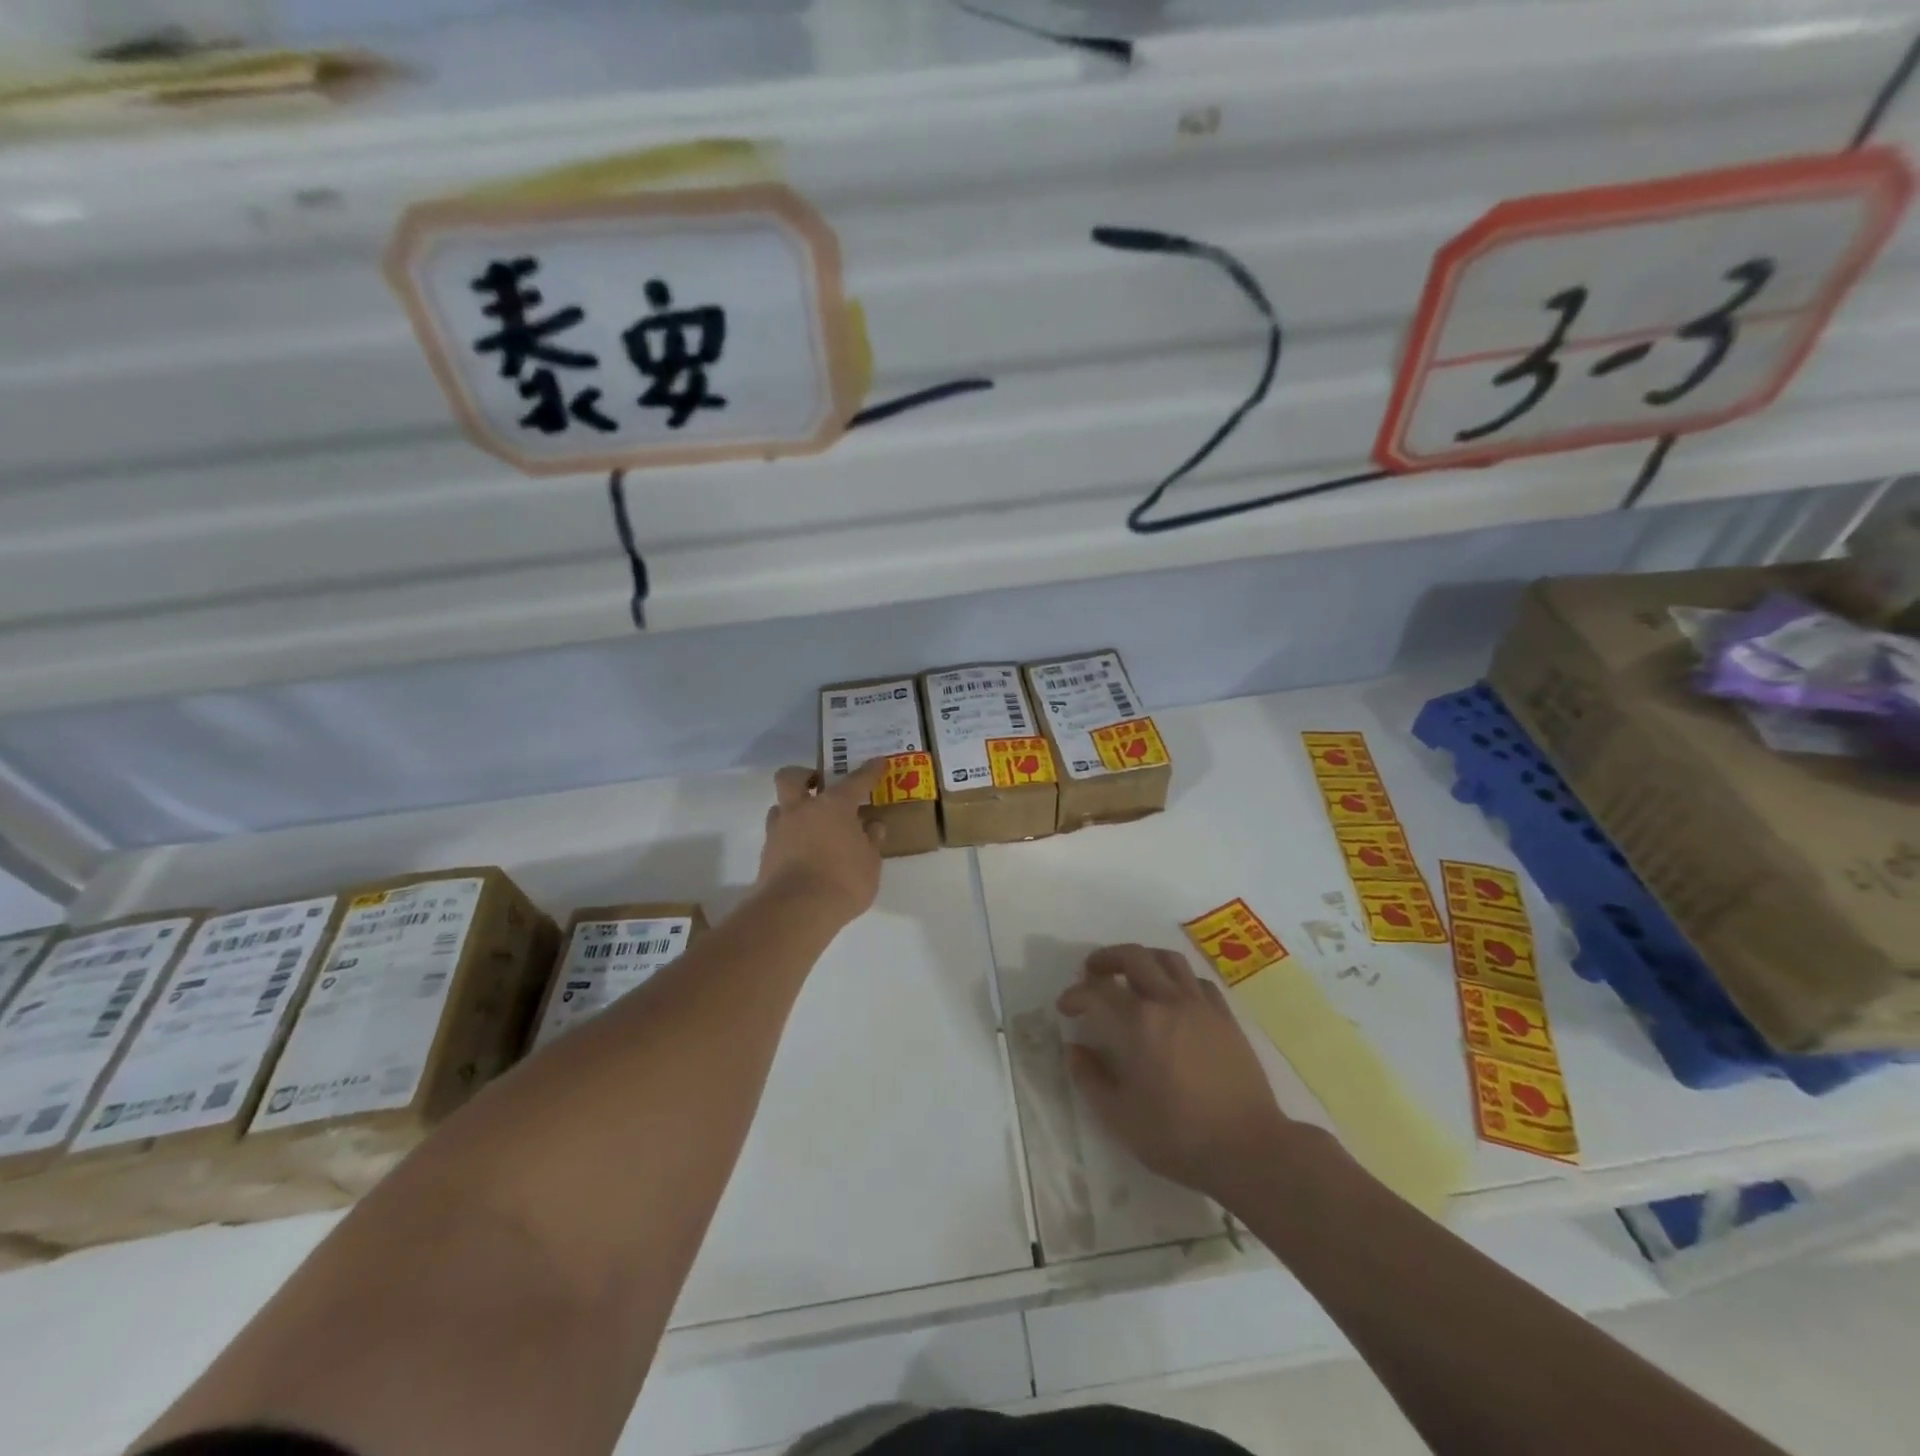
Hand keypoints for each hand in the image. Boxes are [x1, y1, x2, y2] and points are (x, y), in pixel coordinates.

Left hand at [757, 760, 885, 922]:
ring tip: (810, 825)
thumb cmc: (843, 882)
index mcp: (834, 806)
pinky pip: (777, 835)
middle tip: (819, 784)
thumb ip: (871, 841)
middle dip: (804, 775)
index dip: (869, 771)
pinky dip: (790, 838)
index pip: (856, 780)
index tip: (878, 762)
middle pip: (792, 776)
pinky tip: (803, 853)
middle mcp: (802, 809)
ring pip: (779, 806)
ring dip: (793, 809)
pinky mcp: (766, 854)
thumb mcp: (870, 864)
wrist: (795, 911)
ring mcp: (779, 830)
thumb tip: (873, 826)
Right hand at [1057, 944, 1296, 1200]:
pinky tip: (1173, 996)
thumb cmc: (1177, 1136)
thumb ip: (1090, 1078)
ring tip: (1132, 973)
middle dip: (1106, 959)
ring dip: (1144, 959)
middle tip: (1092, 972)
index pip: (1096, 992)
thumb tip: (1074, 1049)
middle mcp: (1167, 1002)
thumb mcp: (1119, 1117)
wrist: (1248, 1149)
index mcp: (1136, 1024)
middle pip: (1133, 957)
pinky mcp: (1225, 1017)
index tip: (1065, 1006)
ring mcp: (1200, 1006)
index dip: (1075, 995)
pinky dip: (1178, 979)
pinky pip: (1197, 981)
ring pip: (1168, 960)